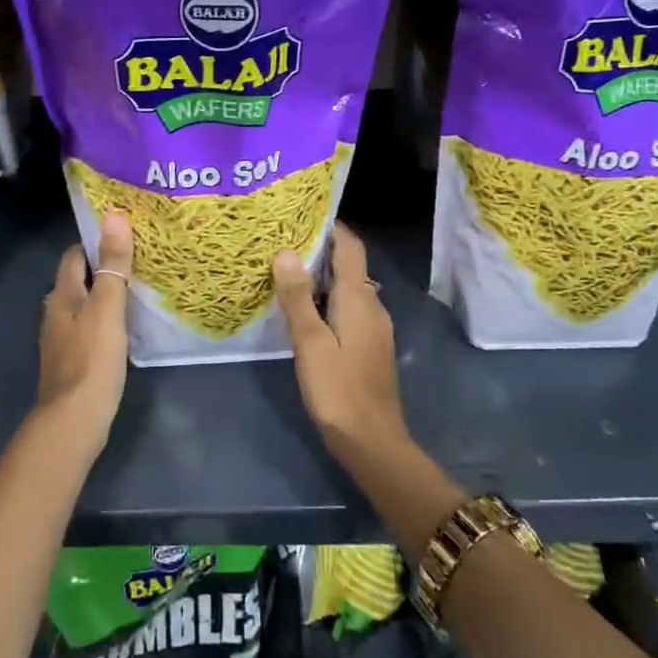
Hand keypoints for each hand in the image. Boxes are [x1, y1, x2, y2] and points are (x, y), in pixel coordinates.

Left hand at [38, 211, 133, 453]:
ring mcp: (63, 339)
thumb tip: (114, 216)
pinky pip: (90, 328)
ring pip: (85, 305)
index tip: (125, 233)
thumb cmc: (92, 359)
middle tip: (140, 258)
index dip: (95, 241)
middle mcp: (57, 313)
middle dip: (104, 266)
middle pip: (79, 279)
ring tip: (139, 287)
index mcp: (61, 295)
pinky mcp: (74, 361)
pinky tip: (127, 325)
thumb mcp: (107, 307)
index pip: (74, 255)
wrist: (74, 421)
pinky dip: (107, 319)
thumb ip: (112, 265)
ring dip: (106, 294)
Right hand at [273, 223, 405, 458]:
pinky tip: (305, 310)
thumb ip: (297, 297)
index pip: (350, 247)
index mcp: (358, 298)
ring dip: (322, 275)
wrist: (373, 443)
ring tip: (287, 270)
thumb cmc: (339, 389)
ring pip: (348, 288)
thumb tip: (285, 251)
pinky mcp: (369, 346)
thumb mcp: (310, 342)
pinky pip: (349, 307)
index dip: (331, 227)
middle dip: (320, 249)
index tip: (302, 214)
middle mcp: (371, 305)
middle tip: (283, 241)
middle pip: (349, 265)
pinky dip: (328, 298)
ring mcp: (374, 327)